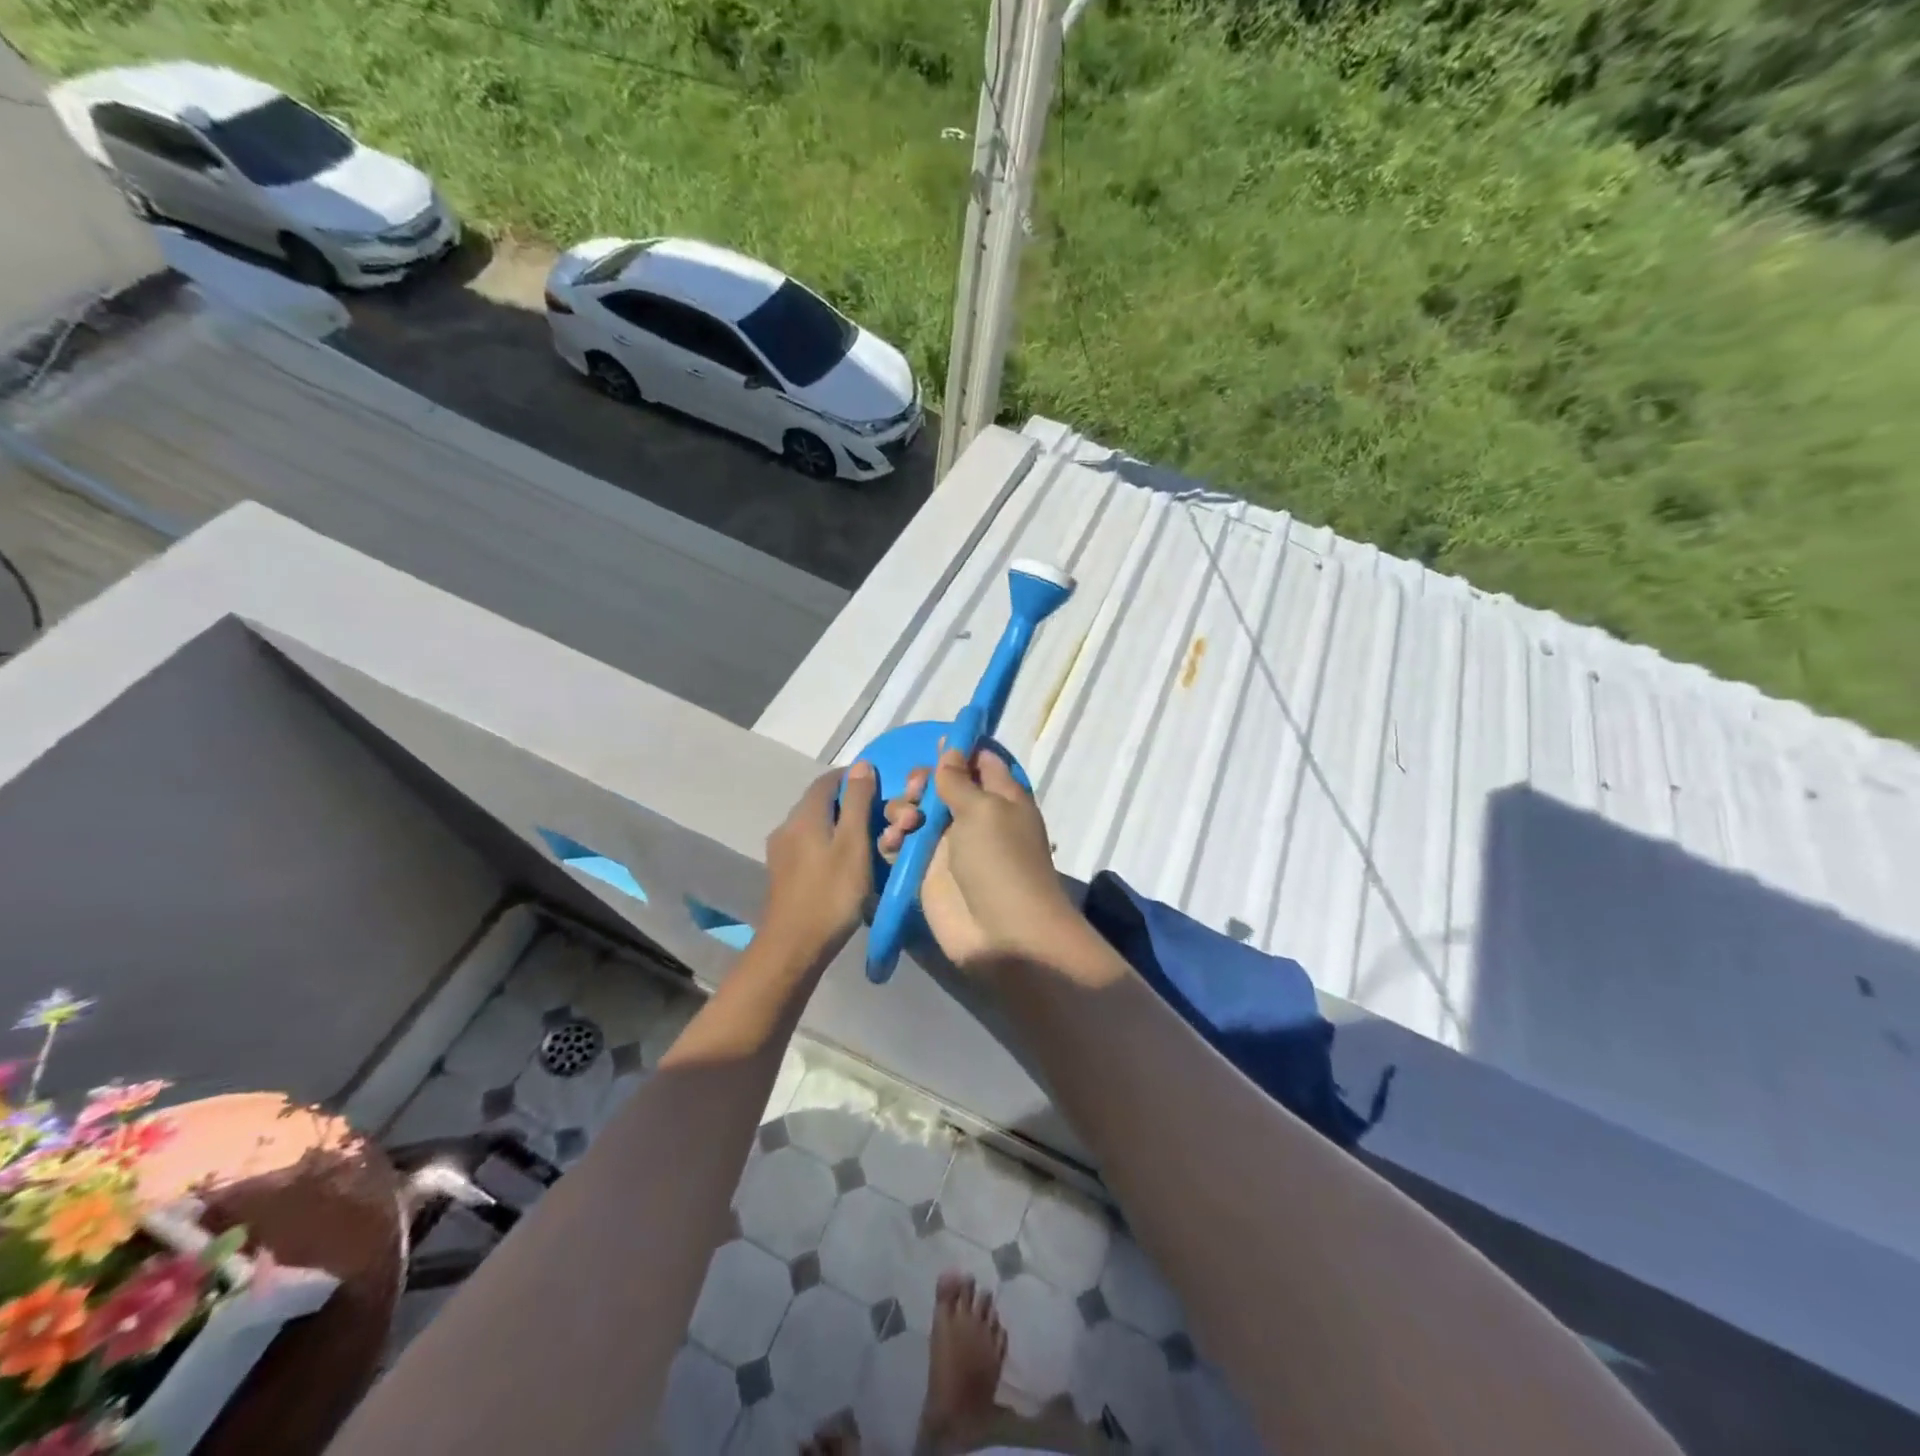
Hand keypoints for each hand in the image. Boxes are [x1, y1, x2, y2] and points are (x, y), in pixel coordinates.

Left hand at [762, 762, 878, 960]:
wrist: (794, 947)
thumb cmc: (831, 893)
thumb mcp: (854, 844)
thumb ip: (858, 802)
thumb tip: (861, 764)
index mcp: (804, 815)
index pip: (829, 780)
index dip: (855, 779)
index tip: (882, 790)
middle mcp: (787, 826)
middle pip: (821, 803)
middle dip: (851, 805)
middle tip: (880, 821)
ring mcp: (781, 851)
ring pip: (816, 826)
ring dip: (841, 827)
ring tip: (868, 844)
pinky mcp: (782, 873)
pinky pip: (809, 845)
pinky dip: (830, 845)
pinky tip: (846, 865)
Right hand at [879, 747, 1078, 969]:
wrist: (1002, 934)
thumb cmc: (1001, 861)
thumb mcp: (984, 810)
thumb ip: (959, 779)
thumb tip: (951, 748)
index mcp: (1000, 797)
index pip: (979, 761)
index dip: (958, 750)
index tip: (935, 743)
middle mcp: (973, 817)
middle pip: (939, 785)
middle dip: (920, 782)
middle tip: (916, 793)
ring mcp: (947, 846)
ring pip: (914, 812)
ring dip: (902, 810)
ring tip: (905, 825)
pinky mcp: (925, 872)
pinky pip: (901, 844)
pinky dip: (892, 839)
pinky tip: (891, 843)